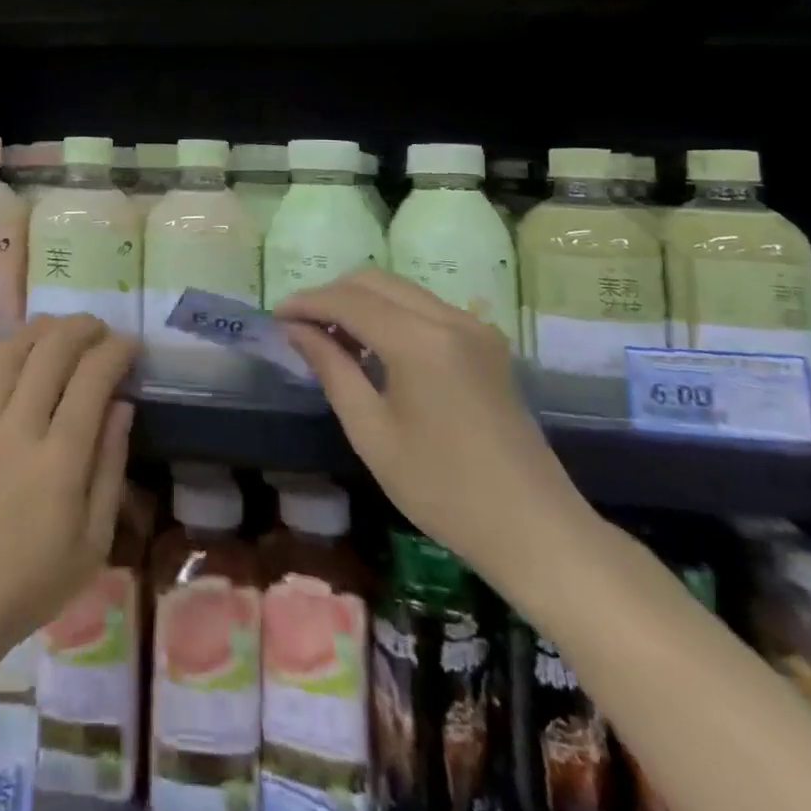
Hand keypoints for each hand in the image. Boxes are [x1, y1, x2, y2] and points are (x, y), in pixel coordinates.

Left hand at [0, 316, 137, 671]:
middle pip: (52, 351)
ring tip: (58, 332)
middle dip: (82, 328)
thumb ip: (110, 467)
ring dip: (39, 331)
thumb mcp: (92, 543)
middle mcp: (18, 428)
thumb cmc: (28, 584)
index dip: (116, 351)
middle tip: (99, 331)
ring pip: (10, 352)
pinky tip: (8, 354)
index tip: (131, 345)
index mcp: (60, 459)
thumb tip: (121, 405)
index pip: (93, 379)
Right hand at [278, 269, 588, 582]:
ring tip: (330, 337)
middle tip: (300, 326)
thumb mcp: (371, 431)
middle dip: (331, 295)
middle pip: (374, 282)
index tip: (276, 317)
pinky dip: (389, 314)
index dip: (307, 302)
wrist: (535, 529)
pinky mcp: (486, 342)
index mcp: (419, 341)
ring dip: (360, 302)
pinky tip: (372, 347)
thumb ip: (331, 368)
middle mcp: (449, 318)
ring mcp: (473, 327)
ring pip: (400, 290)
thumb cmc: (442, 489)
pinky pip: (424, 307)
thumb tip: (296, 329)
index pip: (348, 300)